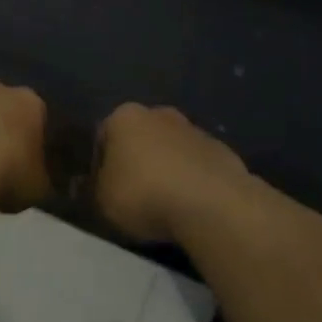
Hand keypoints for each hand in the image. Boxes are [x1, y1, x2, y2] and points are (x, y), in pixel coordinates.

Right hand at [94, 104, 252, 242]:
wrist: (212, 204)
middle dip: (137, 161)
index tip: (104, 190)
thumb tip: (100, 184)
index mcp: (124, 117)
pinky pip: (198, 166)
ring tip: (166, 205)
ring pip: (172, 150)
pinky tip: (193, 206)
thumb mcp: (103, 200)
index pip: (103, 137)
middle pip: (141, 138)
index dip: (100, 165)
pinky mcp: (223, 151)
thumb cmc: (145, 195)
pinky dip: (193, 181)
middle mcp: (159, 114)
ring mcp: (195, 130)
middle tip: (134, 195)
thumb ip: (98, 187)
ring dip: (168, 169)